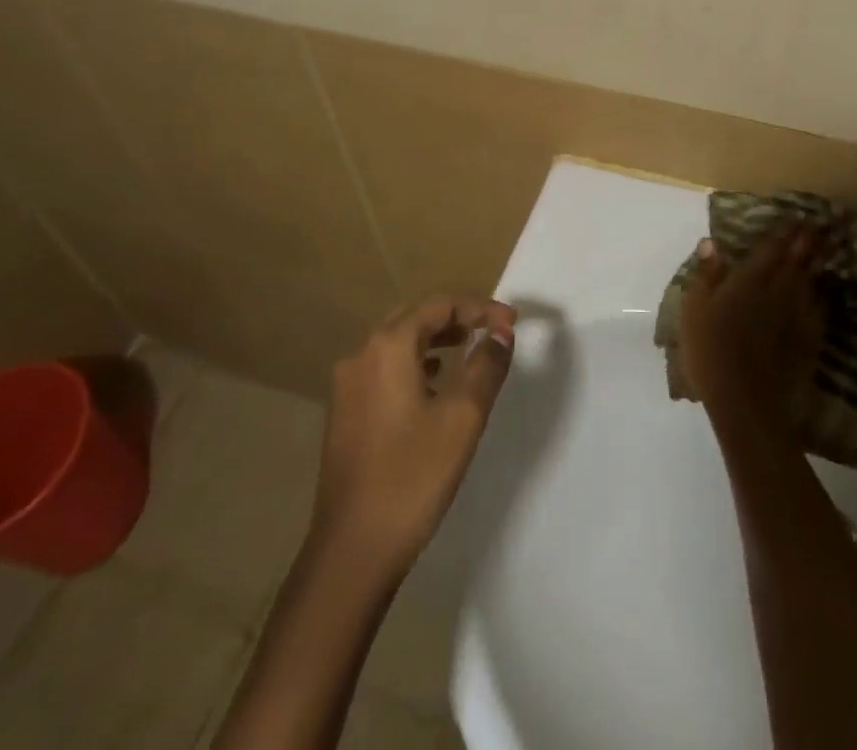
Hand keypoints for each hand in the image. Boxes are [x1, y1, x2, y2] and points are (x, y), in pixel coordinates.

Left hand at [312, 296, 516, 579]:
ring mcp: (348, 386)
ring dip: (435, 340)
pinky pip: (385, 370)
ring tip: (469, 350)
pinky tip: (434, 385)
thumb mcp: (463, 417)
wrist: (352, 551)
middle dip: (456, 317)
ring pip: (397, 344)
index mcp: (387, 347)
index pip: (438, 305)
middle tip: (491, 330)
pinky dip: (414, 364)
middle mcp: (361, 355)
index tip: (511, 323)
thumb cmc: (413, 476)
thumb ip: (486, 366)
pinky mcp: (345, 414)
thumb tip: (501, 331)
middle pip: (414, 317)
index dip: (479, 307)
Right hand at [680, 225, 823, 445]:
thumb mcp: (694, 309)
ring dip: (819, 262)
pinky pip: (817, 310)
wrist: (745, 401)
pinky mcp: (807, 341)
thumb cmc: (710, 351)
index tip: (797, 216)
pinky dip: (822, 295)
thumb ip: (706, 274)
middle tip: (821, 225)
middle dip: (808, 241)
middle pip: (796, 261)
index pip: (770, 249)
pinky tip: (823, 292)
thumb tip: (711, 242)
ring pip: (810, 282)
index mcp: (748, 281)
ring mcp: (795, 317)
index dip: (784, 232)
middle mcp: (777, 292)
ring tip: (827, 248)